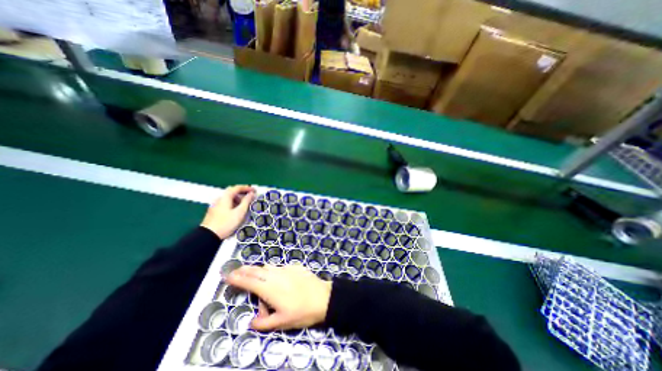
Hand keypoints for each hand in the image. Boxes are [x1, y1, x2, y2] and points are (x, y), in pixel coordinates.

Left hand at [201, 183, 252, 239]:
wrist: (209, 236)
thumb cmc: (226, 223)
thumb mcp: (240, 212)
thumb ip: (246, 201)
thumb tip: (251, 194)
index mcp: (225, 197)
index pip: (237, 188)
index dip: (247, 188)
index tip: (254, 190)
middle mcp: (219, 198)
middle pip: (232, 191)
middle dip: (242, 192)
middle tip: (250, 196)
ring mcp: (216, 204)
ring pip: (229, 198)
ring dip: (238, 198)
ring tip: (245, 204)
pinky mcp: (214, 211)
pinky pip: (226, 203)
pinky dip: (233, 203)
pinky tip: (237, 210)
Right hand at [227, 265, 330, 331]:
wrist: (323, 297)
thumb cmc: (302, 311)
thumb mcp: (281, 322)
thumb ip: (264, 322)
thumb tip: (252, 322)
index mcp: (270, 288)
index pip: (249, 282)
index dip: (237, 278)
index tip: (228, 275)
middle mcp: (276, 275)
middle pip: (257, 270)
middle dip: (245, 270)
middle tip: (236, 270)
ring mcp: (286, 269)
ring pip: (268, 267)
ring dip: (259, 270)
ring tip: (253, 273)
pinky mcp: (295, 266)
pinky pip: (280, 268)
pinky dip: (272, 271)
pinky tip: (275, 277)